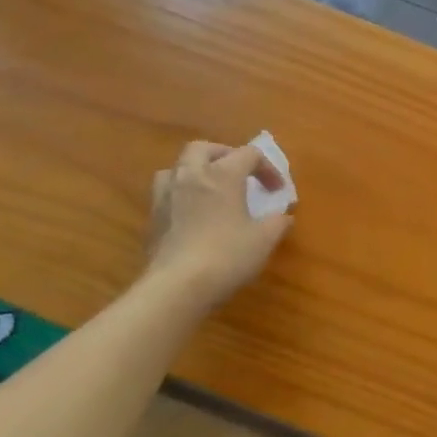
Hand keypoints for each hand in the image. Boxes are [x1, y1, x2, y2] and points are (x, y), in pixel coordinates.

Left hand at [144, 141, 291, 307]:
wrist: (176, 287)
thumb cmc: (227, 255)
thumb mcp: (264, 240)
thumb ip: (277, 222)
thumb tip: (283, 216)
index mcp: (222, 174)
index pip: (248, 154)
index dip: (267, 168)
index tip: (277, 191)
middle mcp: (191, 176)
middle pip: (202, 148)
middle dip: (223, 155)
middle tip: (238, 173)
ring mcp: (166, 197)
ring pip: (176, 168)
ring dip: (194, 172)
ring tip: (209, 190)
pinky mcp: (152, 220)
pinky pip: (165, 195)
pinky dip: (180, 196)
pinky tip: (192, 216)